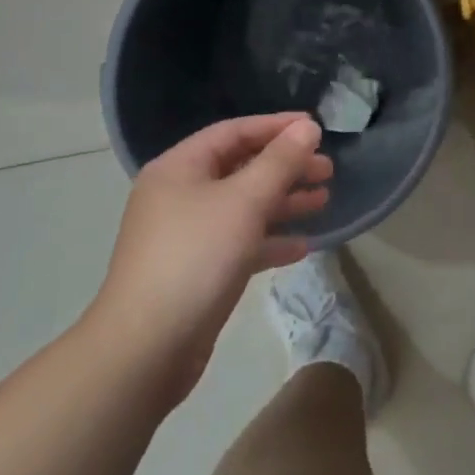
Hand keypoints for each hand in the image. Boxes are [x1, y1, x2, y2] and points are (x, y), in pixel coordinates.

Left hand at [93, 113, 330, 401]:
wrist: (147, 348)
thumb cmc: (195, 257)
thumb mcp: (244, 201)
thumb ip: (279, 162)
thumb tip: (308, 127)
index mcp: (179, 168)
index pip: (233, 132)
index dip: (276, 126)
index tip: (316, 128)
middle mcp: (179, 195)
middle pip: (240, 168)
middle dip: (285, 167)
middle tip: (327, 170)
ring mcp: (187, 235)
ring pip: (243, 207)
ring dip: (283, 202)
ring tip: (324, 200)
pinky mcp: (197, 271)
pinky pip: (239, 243)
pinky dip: (269, 240)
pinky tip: (302, 246)